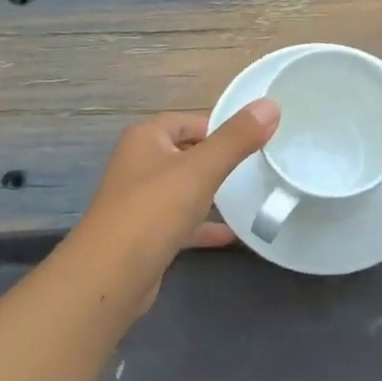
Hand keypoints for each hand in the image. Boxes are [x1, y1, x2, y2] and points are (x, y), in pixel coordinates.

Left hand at [69, 100, 279, 310]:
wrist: (111, 275)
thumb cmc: (154, 210)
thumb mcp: (201, 169)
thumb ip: (236, 139)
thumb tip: (270, 105)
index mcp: (146, 138)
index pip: (188, 120)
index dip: (221, 126)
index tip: (256, 138)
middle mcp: (139, 163)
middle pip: (187, 153)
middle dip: (219, 159)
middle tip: (259, 166)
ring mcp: (141, 201)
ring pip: (184, 189)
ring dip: (212, 192)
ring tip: (251, 195)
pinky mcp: (146, 234)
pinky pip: (182, 222)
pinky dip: (205, 226)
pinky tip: (234, 235)